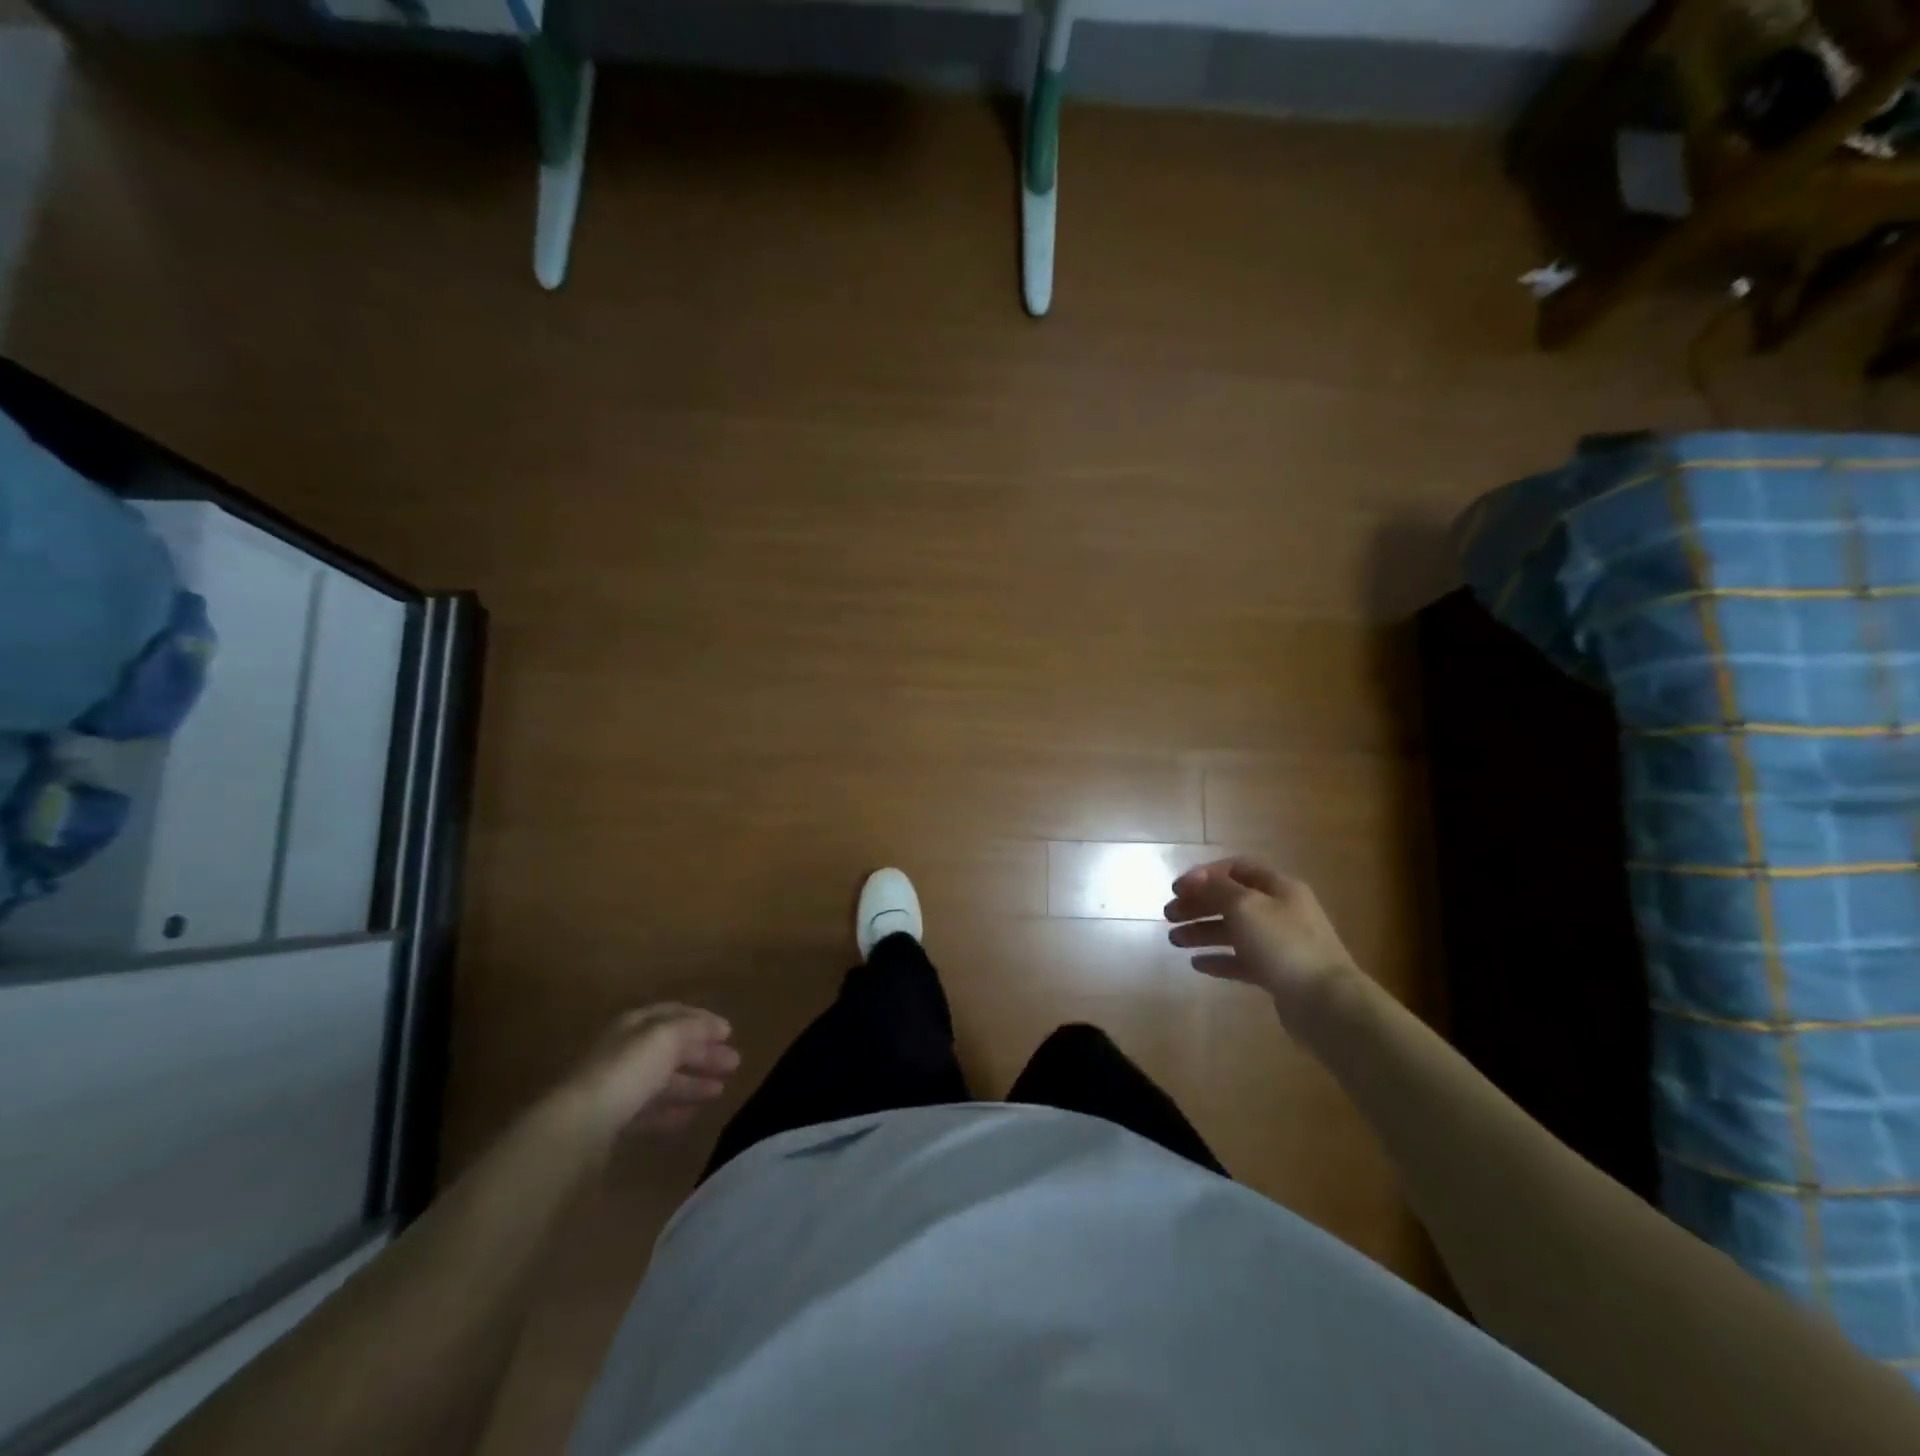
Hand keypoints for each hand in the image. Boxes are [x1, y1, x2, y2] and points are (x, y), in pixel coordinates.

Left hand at [563, 1003, 740, 1142]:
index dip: (703, 1021)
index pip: (674, 1014)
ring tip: (719, 1091)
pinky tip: (689, 1116)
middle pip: (670, 1048)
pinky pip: (649, 1110)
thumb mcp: (667, 1038)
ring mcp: (616, 1087)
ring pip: (662, 1081)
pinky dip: (671, 1110)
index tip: (729, 1032)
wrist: (578, 1127)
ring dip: (692, 1083)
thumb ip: (693, 1029)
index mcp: (635, 1025)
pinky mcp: (611, 1122)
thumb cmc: (627, 1071)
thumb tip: (715, 1026)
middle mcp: (625, 1051)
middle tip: (734, 1064)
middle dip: (703, 1054)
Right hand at [1164, 857, 1357, 1007]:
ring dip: (1202, 932)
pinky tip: (1197, 964)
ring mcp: (1280, 944)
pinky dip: (1219, 959)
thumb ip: (1217, 889)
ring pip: (1234, 931)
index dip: (1204, 875)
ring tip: (1174, 941)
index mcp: (1279, 887)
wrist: (1326, 1003)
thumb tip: (1197, 880)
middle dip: (1198, 904)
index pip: (1236, 868)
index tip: (1177, 889)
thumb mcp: (1245, 906)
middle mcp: (1281, 911)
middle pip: (1232, 900)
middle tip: (1169, 915)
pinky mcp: (1278, 974)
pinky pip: (1242, 961)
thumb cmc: (1283, 944)